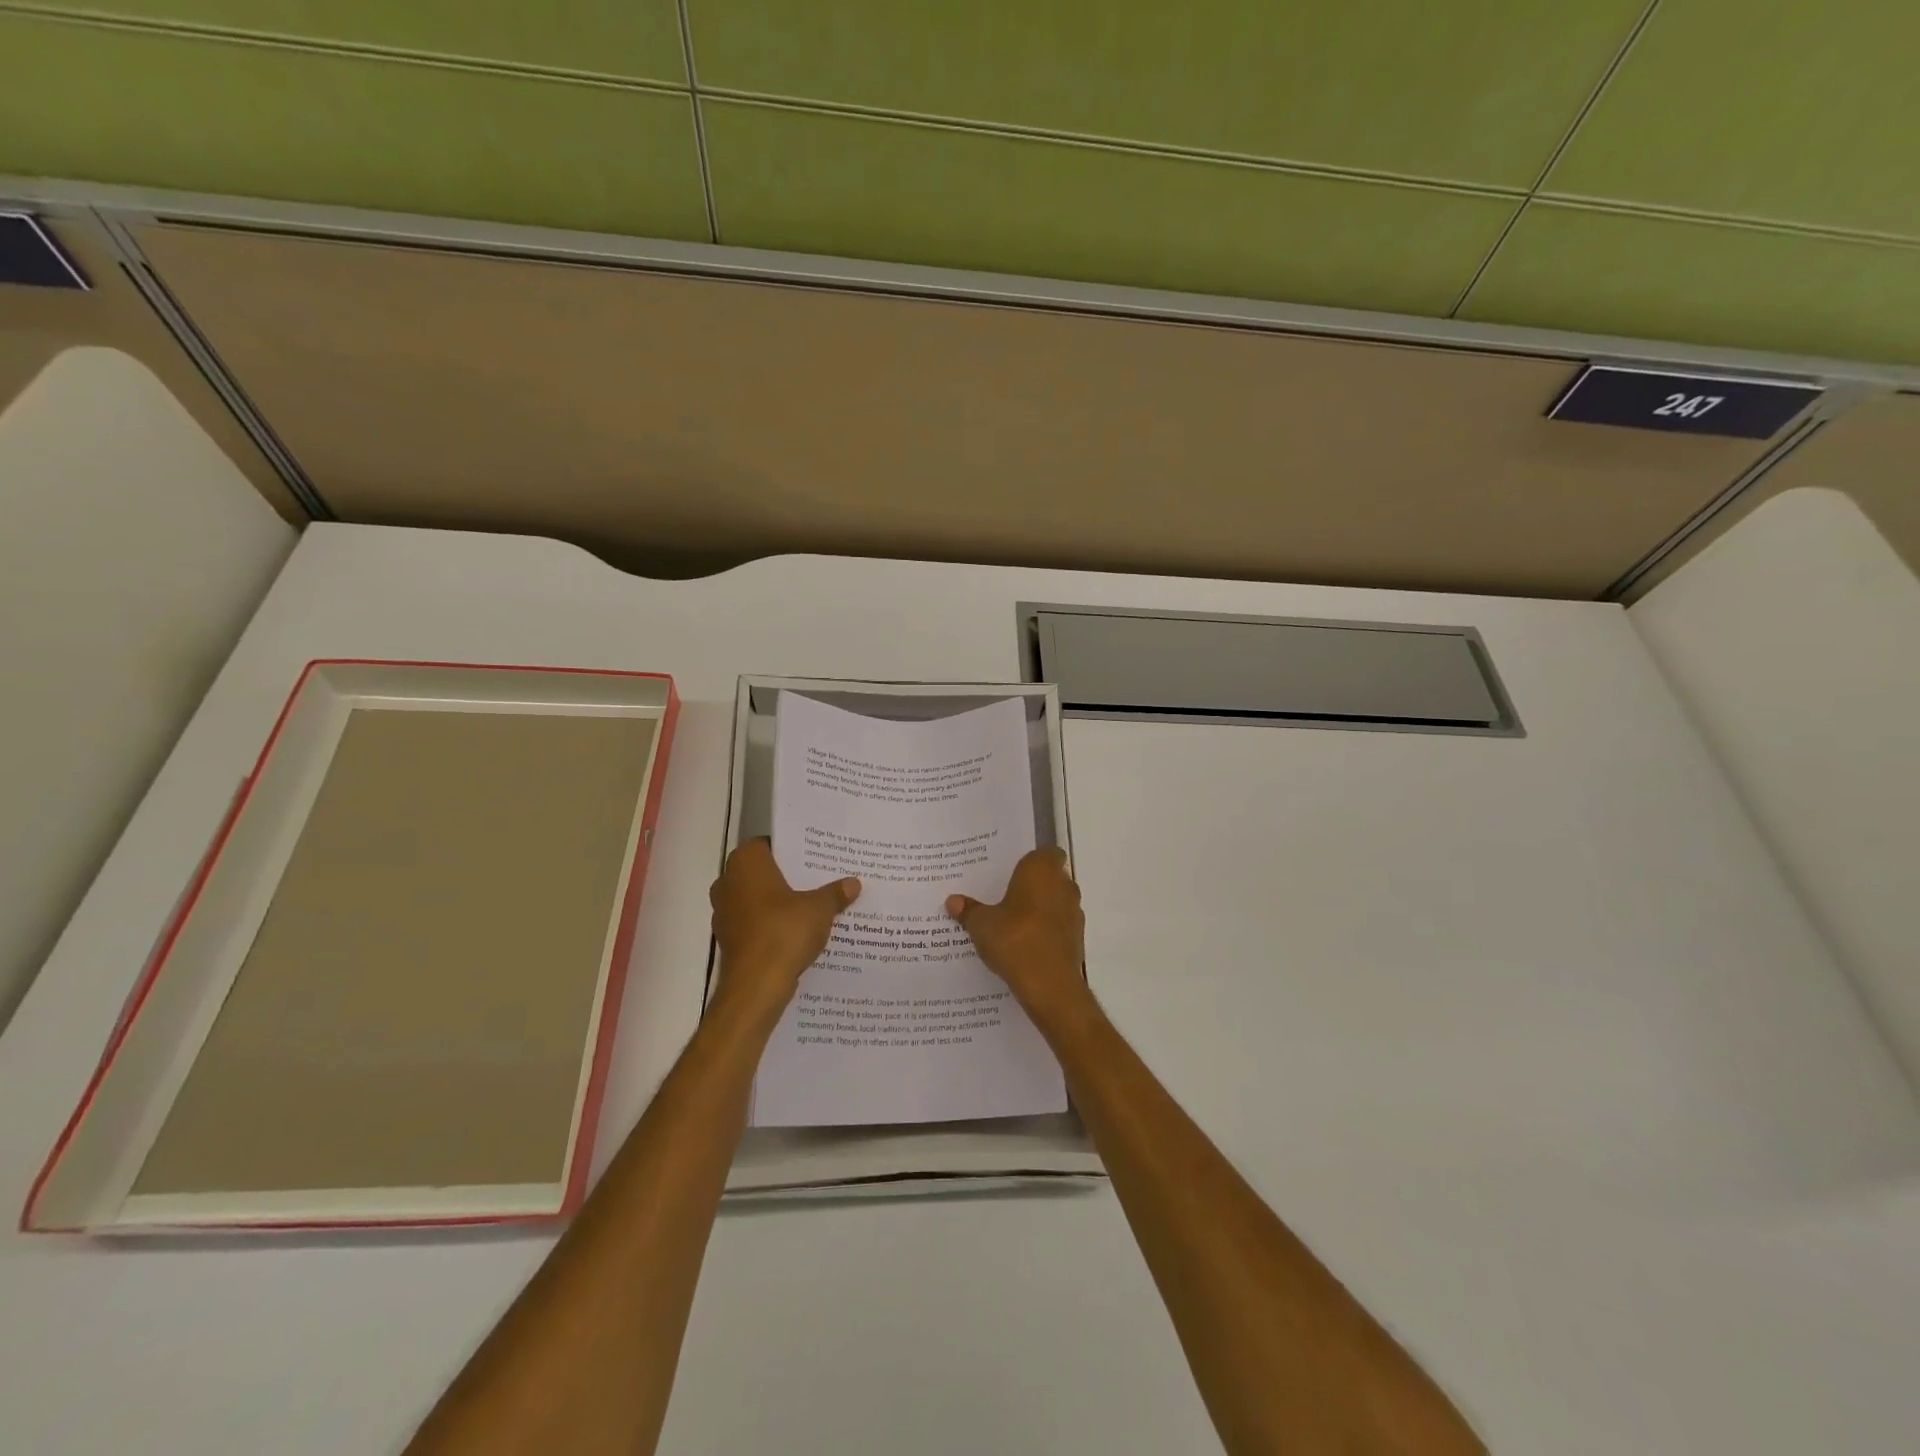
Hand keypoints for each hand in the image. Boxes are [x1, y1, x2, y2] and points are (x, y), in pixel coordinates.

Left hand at [710, 839, 859, 1019]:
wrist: (756, 986)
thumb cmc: (784, 931)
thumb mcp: (819, 909)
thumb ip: (835, 893)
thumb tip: (853, 883)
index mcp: (746, 863)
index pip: (768, 843)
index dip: (792, 849)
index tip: (815, 856)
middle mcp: (728, 882)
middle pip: (763, 872)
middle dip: (789, 876)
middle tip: (820, 878)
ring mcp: (725, 913)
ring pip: (758, 899)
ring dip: (780, 903)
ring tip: (814, 904)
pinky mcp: (729, 939)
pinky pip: (755, 923)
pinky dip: (772, 925)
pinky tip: (799, 931)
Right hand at [946, 847, 1090, 1021]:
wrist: (1049, 984)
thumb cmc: (1014, 939)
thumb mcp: (982, 924)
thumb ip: (969, 910)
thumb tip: (952, 901)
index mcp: (1041, 870)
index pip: (1046, 853)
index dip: (1032, 861)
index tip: (1013, 872)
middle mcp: (1063, 885)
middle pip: (1051, 877)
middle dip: (1033, 886)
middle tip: (1006, 896)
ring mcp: (1074, 913)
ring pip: (1056, 902)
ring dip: (1041, 909)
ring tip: (1013, 923)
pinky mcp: (1077, 939)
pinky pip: (1059, 927)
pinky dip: (1047, 931)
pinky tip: (1025, 945)